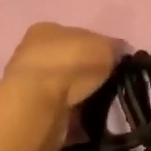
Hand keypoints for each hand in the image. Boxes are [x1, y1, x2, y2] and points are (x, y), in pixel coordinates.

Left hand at [0, 23, 116, 150]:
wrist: (38, 104)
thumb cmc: (71, 63)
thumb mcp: (104, 46)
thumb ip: (115, 48)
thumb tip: (120, 53)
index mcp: (47, 30)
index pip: (78, 35)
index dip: (98, 48)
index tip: (114, 64)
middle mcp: (34, 53)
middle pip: (70, 62)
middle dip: (89, 74)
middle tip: (110, 86)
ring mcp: (30, 83)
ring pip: (65, 88)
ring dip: (82, 96)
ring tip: (101, 105)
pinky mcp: (31, 111)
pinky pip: (61, 111)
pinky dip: (75, 115)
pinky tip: (88, 120)